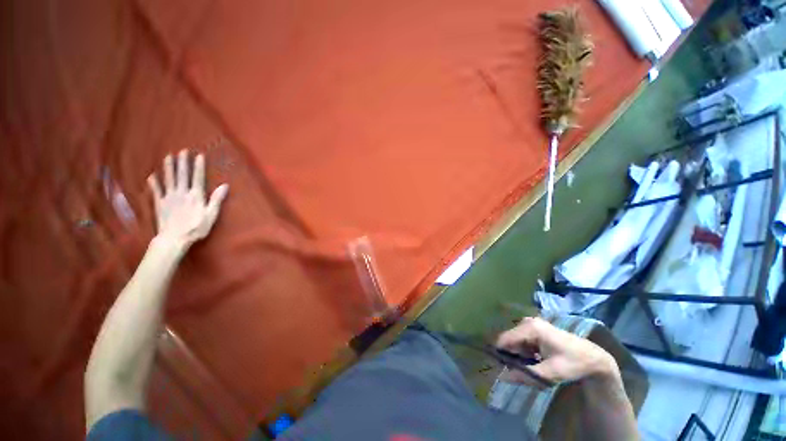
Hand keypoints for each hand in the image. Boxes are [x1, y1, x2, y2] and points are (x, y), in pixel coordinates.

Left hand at [147, 150, 228, 246]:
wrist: (174, 238)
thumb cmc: (196, 228)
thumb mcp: (211, 215)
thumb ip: (216, 199)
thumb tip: (225, 185)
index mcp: (196, 196)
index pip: (198, 177)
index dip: (198, 166)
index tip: (198, 155)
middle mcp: (182, 193)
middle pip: (182, 175)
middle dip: (182, 162)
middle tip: (182, 151)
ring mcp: (169, 197)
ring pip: (168, 179)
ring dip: (168, 168)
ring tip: (168, 157)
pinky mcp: (159, 203)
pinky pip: (156, 191)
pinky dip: (154, 183)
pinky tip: (152, 176)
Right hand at [496, 317, 618, 385]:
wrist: (593, 358)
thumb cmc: (572, 364)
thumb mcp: (549, 374)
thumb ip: (525, 375)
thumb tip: (502, 377)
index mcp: (530, 328)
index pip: (504, 339)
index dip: (502, 355)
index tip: (506, 370)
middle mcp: (528, 322)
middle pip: (510, 340)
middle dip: (514, 356)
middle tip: (526, 371)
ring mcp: (531, 323)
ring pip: (516, 342)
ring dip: (521, 356)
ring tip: (535, 366)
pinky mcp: (535, 328)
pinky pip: (522, 341)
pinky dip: (526, 352)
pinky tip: (538, 360)